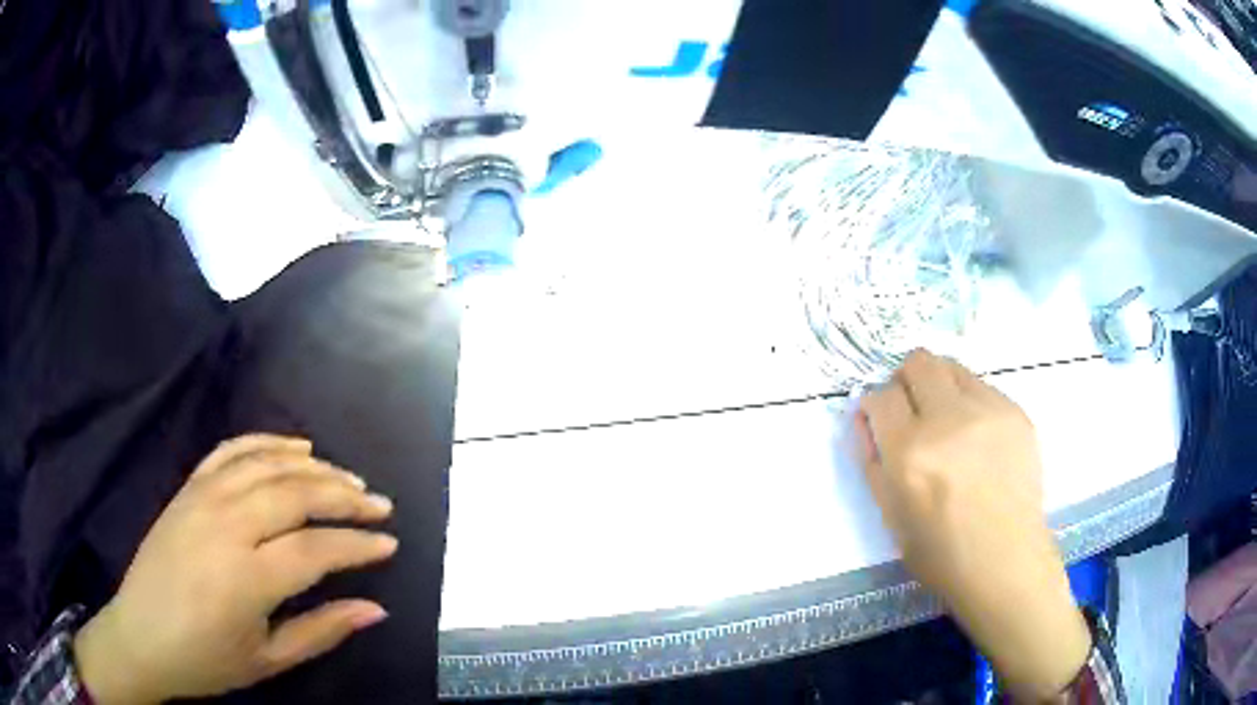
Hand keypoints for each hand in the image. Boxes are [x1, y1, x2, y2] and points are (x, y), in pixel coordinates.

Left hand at [73, 434, 397, 704]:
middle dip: (345, 496)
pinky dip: (266, 442)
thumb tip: (375, 609)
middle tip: (379, 504)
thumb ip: (322, 630)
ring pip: (268, 466)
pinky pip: (231, 451)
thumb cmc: (207, 660)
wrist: (142, 635)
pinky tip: (295, 447)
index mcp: (247, 577)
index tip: (390, 544)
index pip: (316, 548)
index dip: (358, 545)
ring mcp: (203, 499)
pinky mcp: (188, 489)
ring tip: (347, 477)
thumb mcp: (269, 660)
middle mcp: (226, 526)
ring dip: (314, 467)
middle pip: (295, 494)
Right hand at [857, 350, 1089, 702]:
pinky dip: (969, 402)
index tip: (881, 421)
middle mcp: (949, 420)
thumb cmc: (941, 552)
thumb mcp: (891, 517)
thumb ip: (872, 462)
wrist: (1006, 561)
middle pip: (918, 362)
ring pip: (951, 367)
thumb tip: (865, 417)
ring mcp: (988, 411)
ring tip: (946, 421)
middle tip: (911, 410)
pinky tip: (976, 438)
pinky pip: (982, 387)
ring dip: (938, 386)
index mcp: (910, 454)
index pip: (881, 396)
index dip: (875, 406)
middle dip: (905, 380)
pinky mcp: (1015, 412)